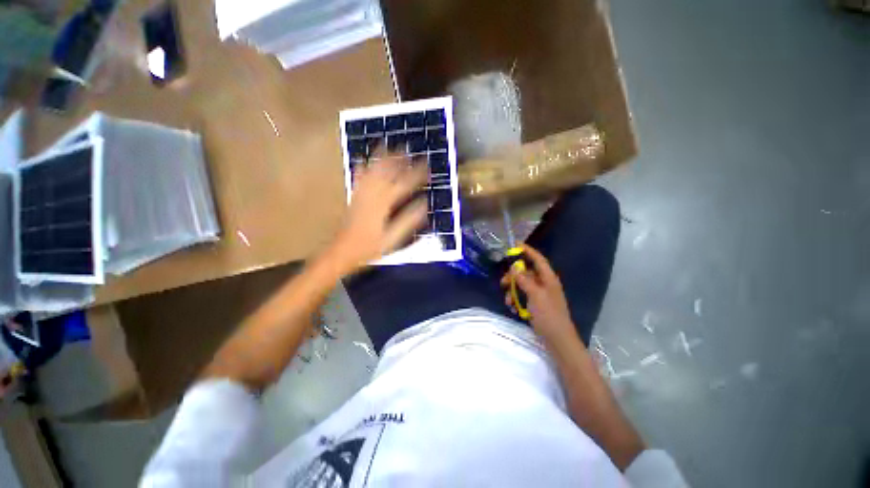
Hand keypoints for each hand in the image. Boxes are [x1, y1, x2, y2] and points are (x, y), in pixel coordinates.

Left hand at [327, 150, 427, 272]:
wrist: (343, 250)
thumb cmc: (370, 247)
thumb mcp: (393, 238)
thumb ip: (408, 220)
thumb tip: (424, 204)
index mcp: (384, 204)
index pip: (404, 183)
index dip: (416, 174)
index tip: (426, 165)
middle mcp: (372, 194)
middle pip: (386, 171)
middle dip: (398, 159)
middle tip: (408, 149)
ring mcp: (361, 194)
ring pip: (372, 170)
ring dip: (381, 157)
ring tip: (389, 146)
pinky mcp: (354, 196)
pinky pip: (358, 177)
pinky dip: (362, 166)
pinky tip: (363, 160)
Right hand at [501, 244, 579, 345]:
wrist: (557, 339)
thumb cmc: (549, 315)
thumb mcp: (535, 295)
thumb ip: (524, 280)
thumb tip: (514, 267)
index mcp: (548, 278)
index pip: (538, 259)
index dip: (528, 251)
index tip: (516, 244)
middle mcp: (544, 284)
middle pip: (526, 272)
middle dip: (513, 276)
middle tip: (503, 282)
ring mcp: (540, 294)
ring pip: (522, 285)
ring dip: (513, 290)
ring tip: (508, 301)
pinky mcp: (535, 304)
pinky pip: (522, 296)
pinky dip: (516, 299)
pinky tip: (512, 307)